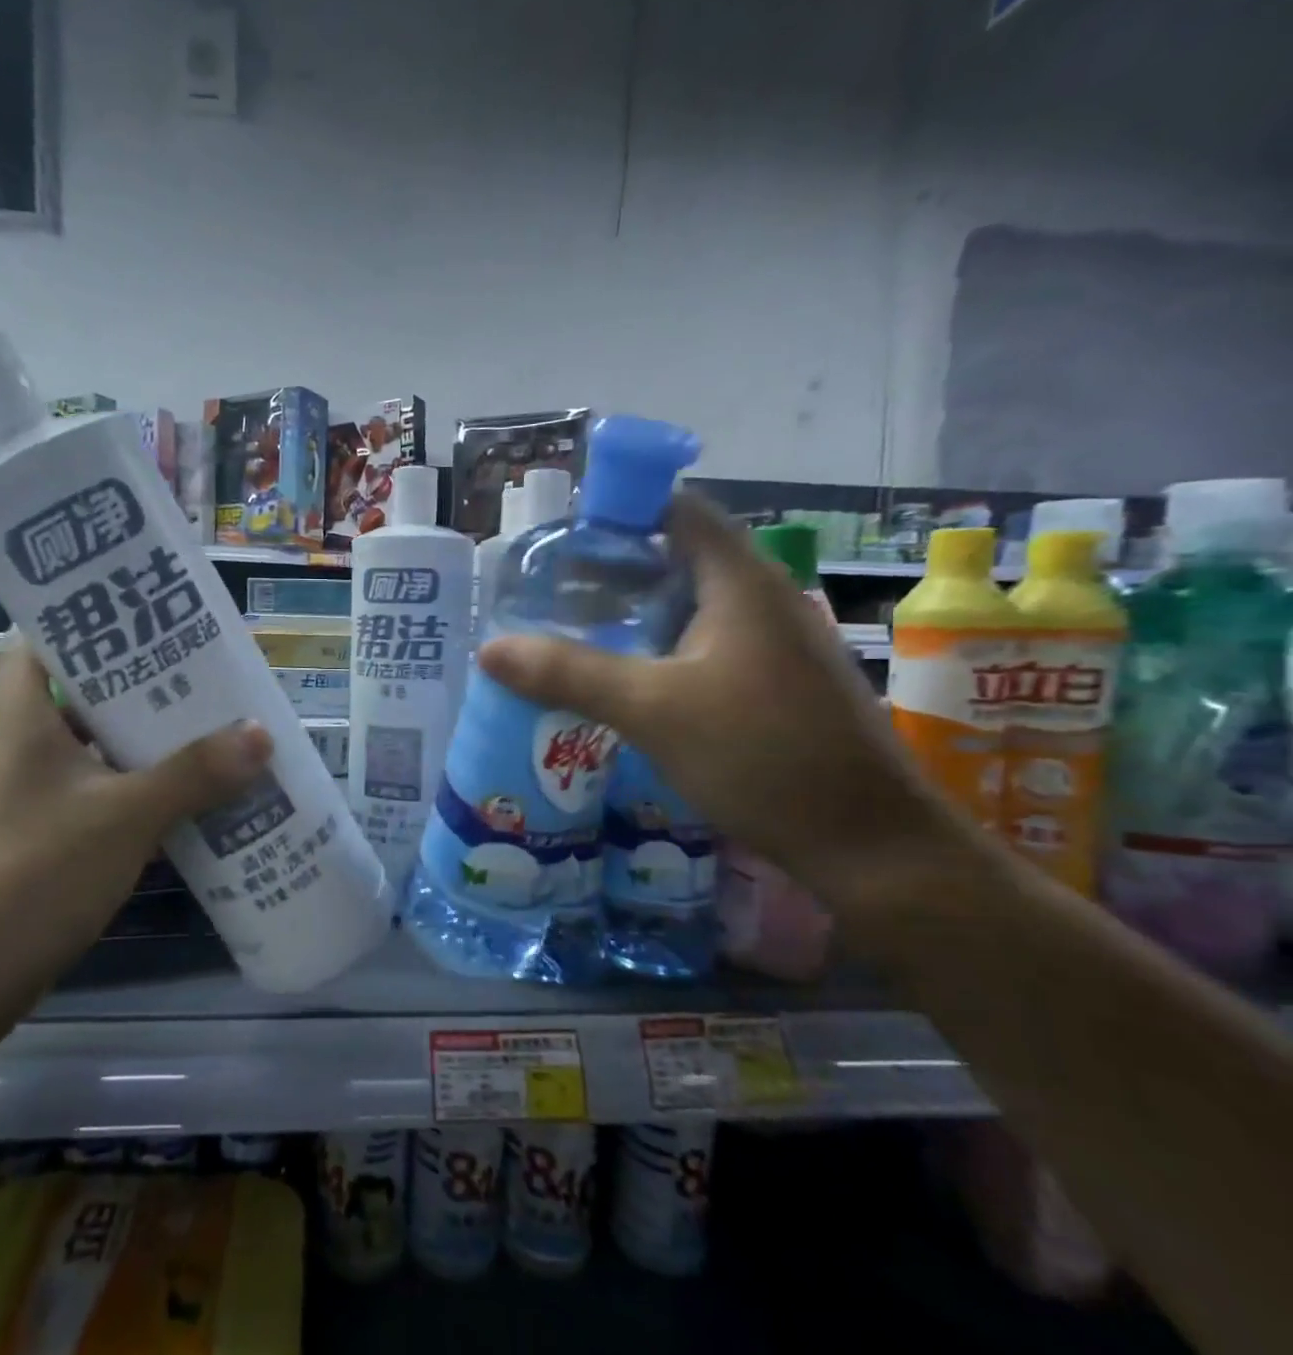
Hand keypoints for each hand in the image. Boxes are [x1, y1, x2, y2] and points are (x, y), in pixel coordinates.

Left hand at [0, 642, 271, 1037]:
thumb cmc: (37, 874)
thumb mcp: (124, 816)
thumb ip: (193, 774)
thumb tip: (260, 732)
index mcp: (28, 721)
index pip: (43, 643)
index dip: (87, 621)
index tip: (145, 612)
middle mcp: (32, 749)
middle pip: (88, 695)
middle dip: (145, 683)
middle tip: (206, 670)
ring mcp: (44, 796)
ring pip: (105, 748)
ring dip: (154, 740)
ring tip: (216, 724)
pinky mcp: (59, 837)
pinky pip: (112, 794)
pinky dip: (149, 789)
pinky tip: (197, 793)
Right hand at [478, 492, 953, 917]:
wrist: (866, 843)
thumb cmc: (762, 756)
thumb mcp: (651, 710)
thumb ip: (568, 673)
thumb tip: (489, 649)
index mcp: (740, 583)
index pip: (677, 511)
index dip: (620, 510)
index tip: (560, 536)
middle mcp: (763, 599)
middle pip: (680, 556)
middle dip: (615, 566)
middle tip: (550, 589)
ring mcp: (775, 643)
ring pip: (692, 604)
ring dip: (636, 611)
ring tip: (573, 629)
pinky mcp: (775, 682)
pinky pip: (706, 643)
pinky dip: (661, 647)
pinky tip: (625, 679)